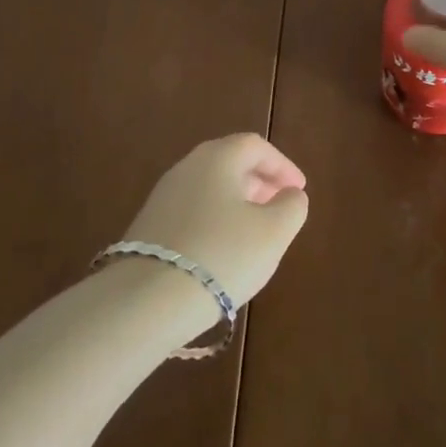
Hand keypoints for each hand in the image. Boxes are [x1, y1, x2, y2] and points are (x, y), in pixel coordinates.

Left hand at [122, 133, 309, 305]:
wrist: (147, 300)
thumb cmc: (222, 256)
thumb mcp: (273, 233)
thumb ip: (291, 207)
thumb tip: (291, 195)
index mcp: (218, 157)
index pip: (255, 146)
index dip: (282, 165)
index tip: (299, 190)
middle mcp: (187, 167)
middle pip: (229, 162)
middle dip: (259, 180)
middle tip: (279, 205)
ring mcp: (163, 196)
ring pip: (209, 186)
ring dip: (236, 200)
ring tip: (254, 230)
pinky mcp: (149, 225)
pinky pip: (192, 209)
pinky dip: (214, 218)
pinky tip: (222, 249)